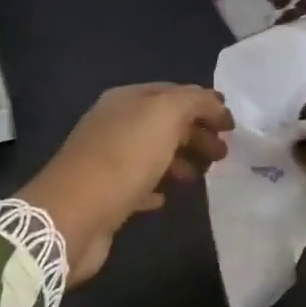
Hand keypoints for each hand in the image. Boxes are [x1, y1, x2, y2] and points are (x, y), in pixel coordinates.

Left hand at [19, 83, 233, 285]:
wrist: (75, 214)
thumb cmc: (123, 158)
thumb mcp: (164, 115)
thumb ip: (193, 101)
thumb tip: (213, 102)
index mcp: (125, 100)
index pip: (171, 93)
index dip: (203, 104)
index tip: (231, 125)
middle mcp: (113, 125)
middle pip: (163, 124)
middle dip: (196, 133)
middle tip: (224, 155)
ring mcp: (106, 160)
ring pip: (152, 154)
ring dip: (180, 160)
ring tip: (203, 177)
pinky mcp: (105, 195)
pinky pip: (137, 185)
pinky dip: (156, 187)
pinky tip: (167, 198)